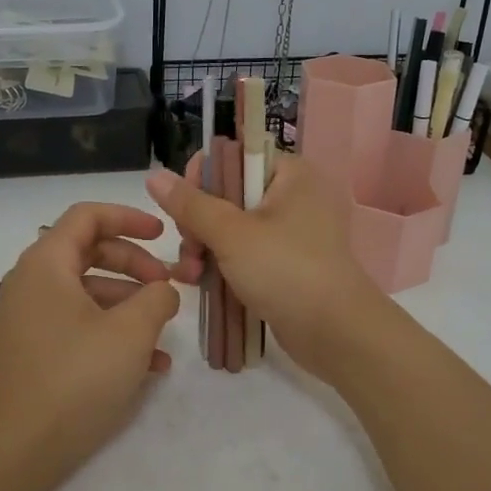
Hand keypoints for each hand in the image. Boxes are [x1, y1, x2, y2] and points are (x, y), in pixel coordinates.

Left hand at [0, 202, 181, 486]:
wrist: (14, 450)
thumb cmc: (74, 378)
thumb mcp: (130, 333)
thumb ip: (157, 298)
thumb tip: (164, 290)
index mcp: (47, 263)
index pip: (88, 216)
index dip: (129, 217)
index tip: (163, 235)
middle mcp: (33, 283)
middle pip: (90, 252)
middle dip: (135, 265)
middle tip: (168, 286)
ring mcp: (31, 318)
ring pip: (88, 292)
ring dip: (130, 304)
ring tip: (165, 333)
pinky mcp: (36, 350)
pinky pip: (79, 324)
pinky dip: (112, 332)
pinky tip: (150, 366)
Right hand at [146, 154, 386, 378]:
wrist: (336, 332)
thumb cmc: (285, 270)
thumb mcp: (231, 233)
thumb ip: (190, 204)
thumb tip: (154, 175)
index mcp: (288, 174)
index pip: (232, 158)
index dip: (201, 180)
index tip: (185, 210)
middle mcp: (292, 196)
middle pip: (226, 195)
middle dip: (198, 224)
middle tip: (190, 252)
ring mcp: (290, 233)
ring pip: (230, 228)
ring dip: (204, 248)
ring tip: (192, 276)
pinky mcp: (285, 264)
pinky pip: (244, 253)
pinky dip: (222, 265)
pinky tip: (199, 283)